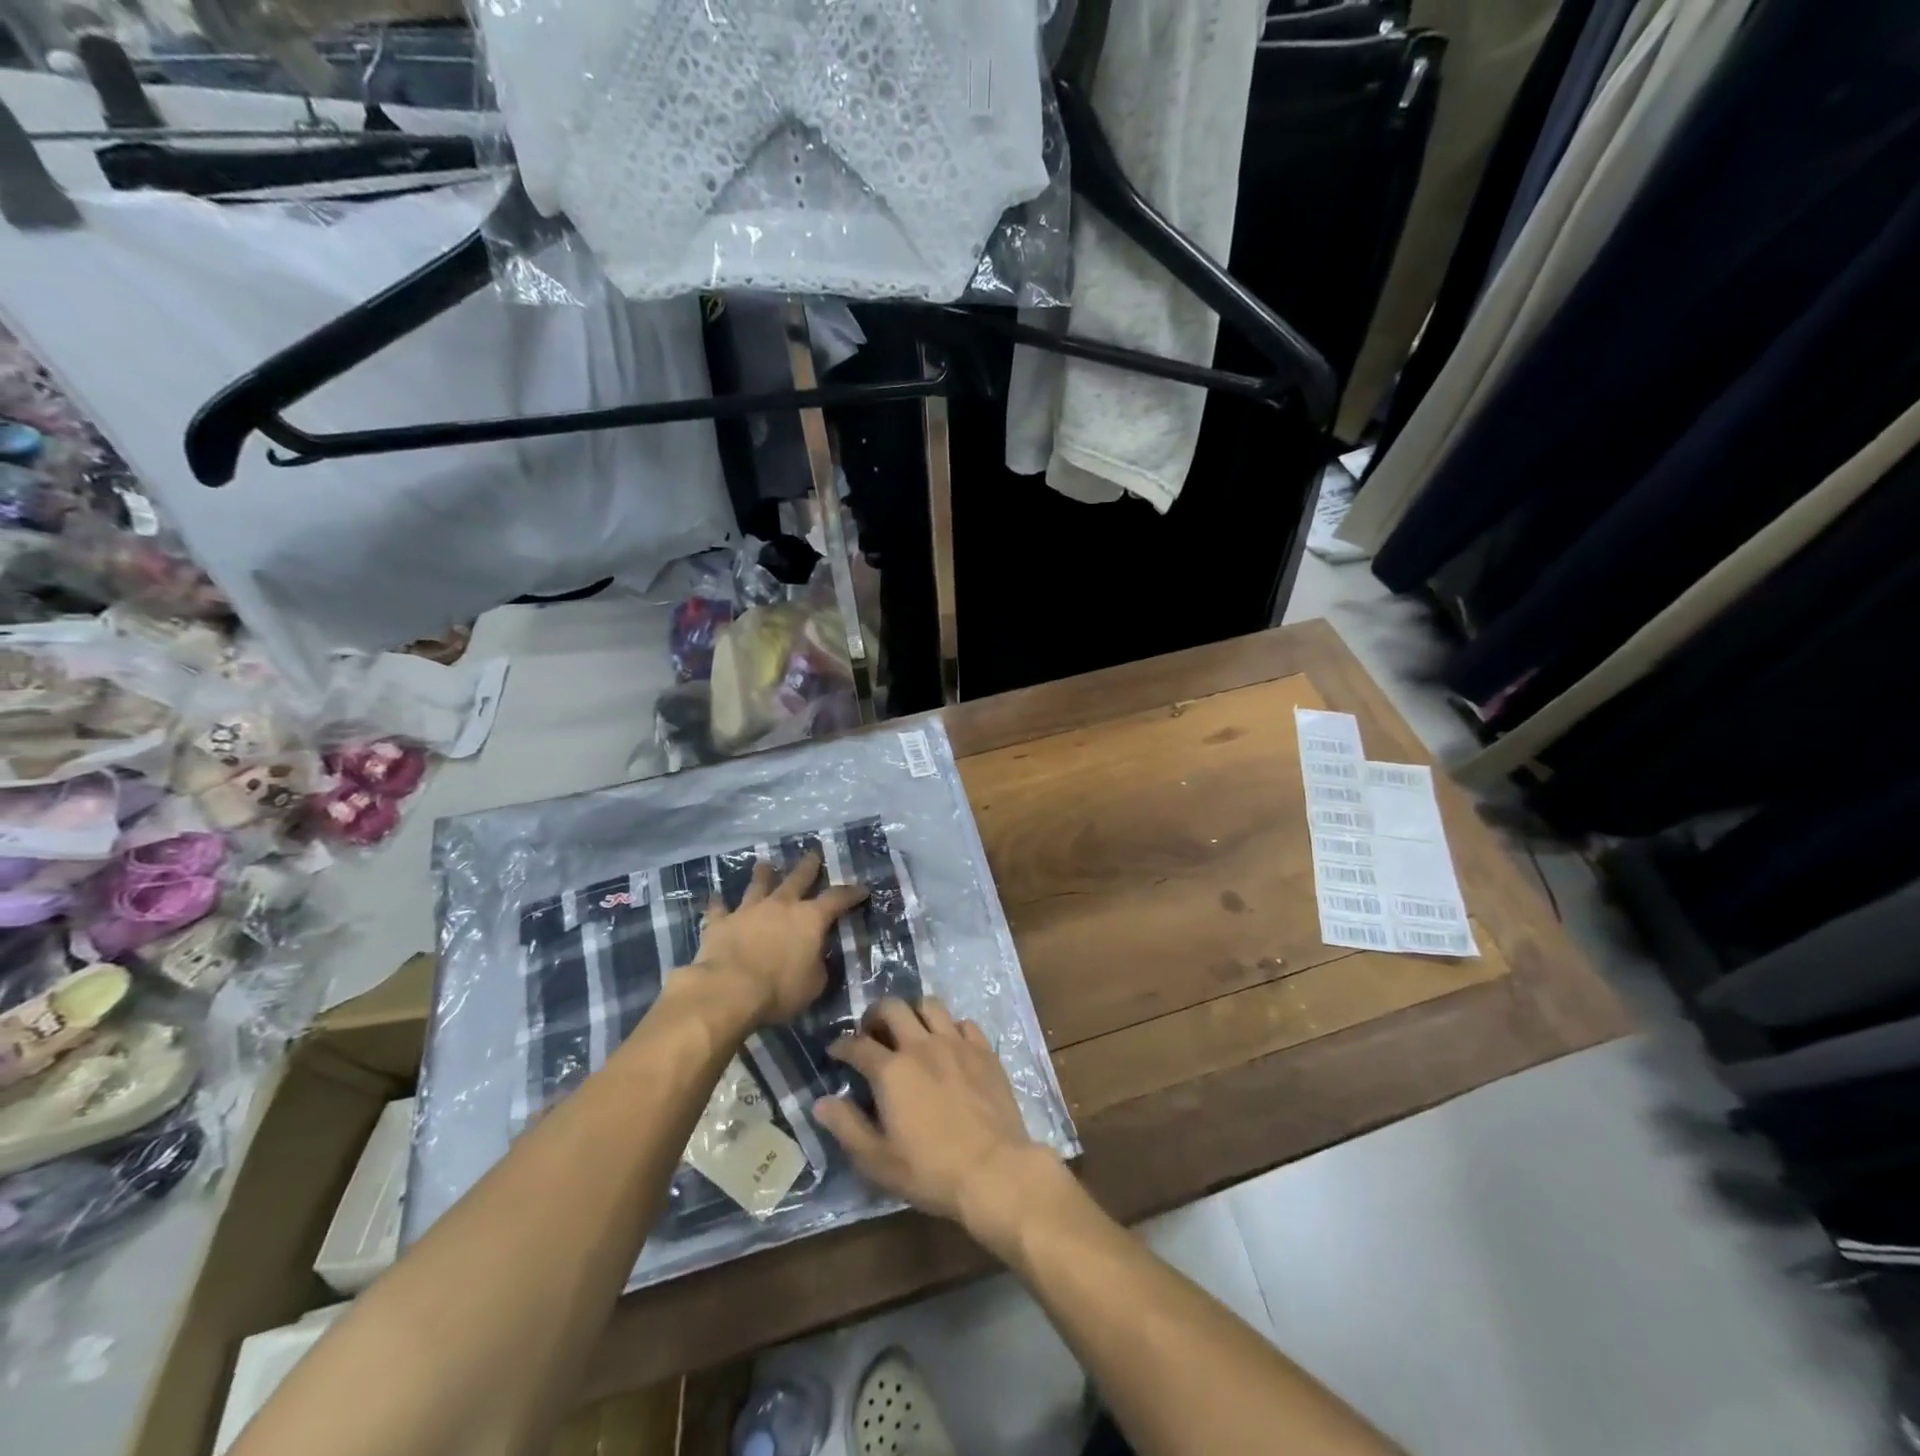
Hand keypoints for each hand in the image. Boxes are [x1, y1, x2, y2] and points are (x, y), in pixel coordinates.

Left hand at [692, 853, 867, 1027]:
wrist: (729, 990)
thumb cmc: (780, 989)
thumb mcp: (814, 984)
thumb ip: (819, 965)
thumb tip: (817, 957)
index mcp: (810, 918)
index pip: (837, 899)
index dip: (851, 893)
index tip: (862, 888)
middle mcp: (781, 905)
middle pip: (798, 878)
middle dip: (809, 866)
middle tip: (814, 853)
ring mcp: (749, 910)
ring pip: (758, 885)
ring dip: (763, 874)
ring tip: (765, 864)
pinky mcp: (720, 922)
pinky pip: (719, 909)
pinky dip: (718, 904)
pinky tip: (715, 898)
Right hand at [814, 998, 1066, 1243]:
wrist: (994, 1169)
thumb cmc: (930, 1170)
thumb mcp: (878, 1160)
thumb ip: (847, 1127)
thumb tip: (821, 1102)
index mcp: (892, 1070)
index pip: (857, 1045)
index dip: (841, 1046)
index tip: (835, 1051)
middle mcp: (921, 1045)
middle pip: (893, 1008)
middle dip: (875, 1014)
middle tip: (871, 1032)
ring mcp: (956, 1043)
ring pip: (930, 1005)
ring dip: (914, 1012)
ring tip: (910, 1031)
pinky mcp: (984, 1050)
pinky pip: (963, 1023)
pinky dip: (950, 1027)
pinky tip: (948, 1045)